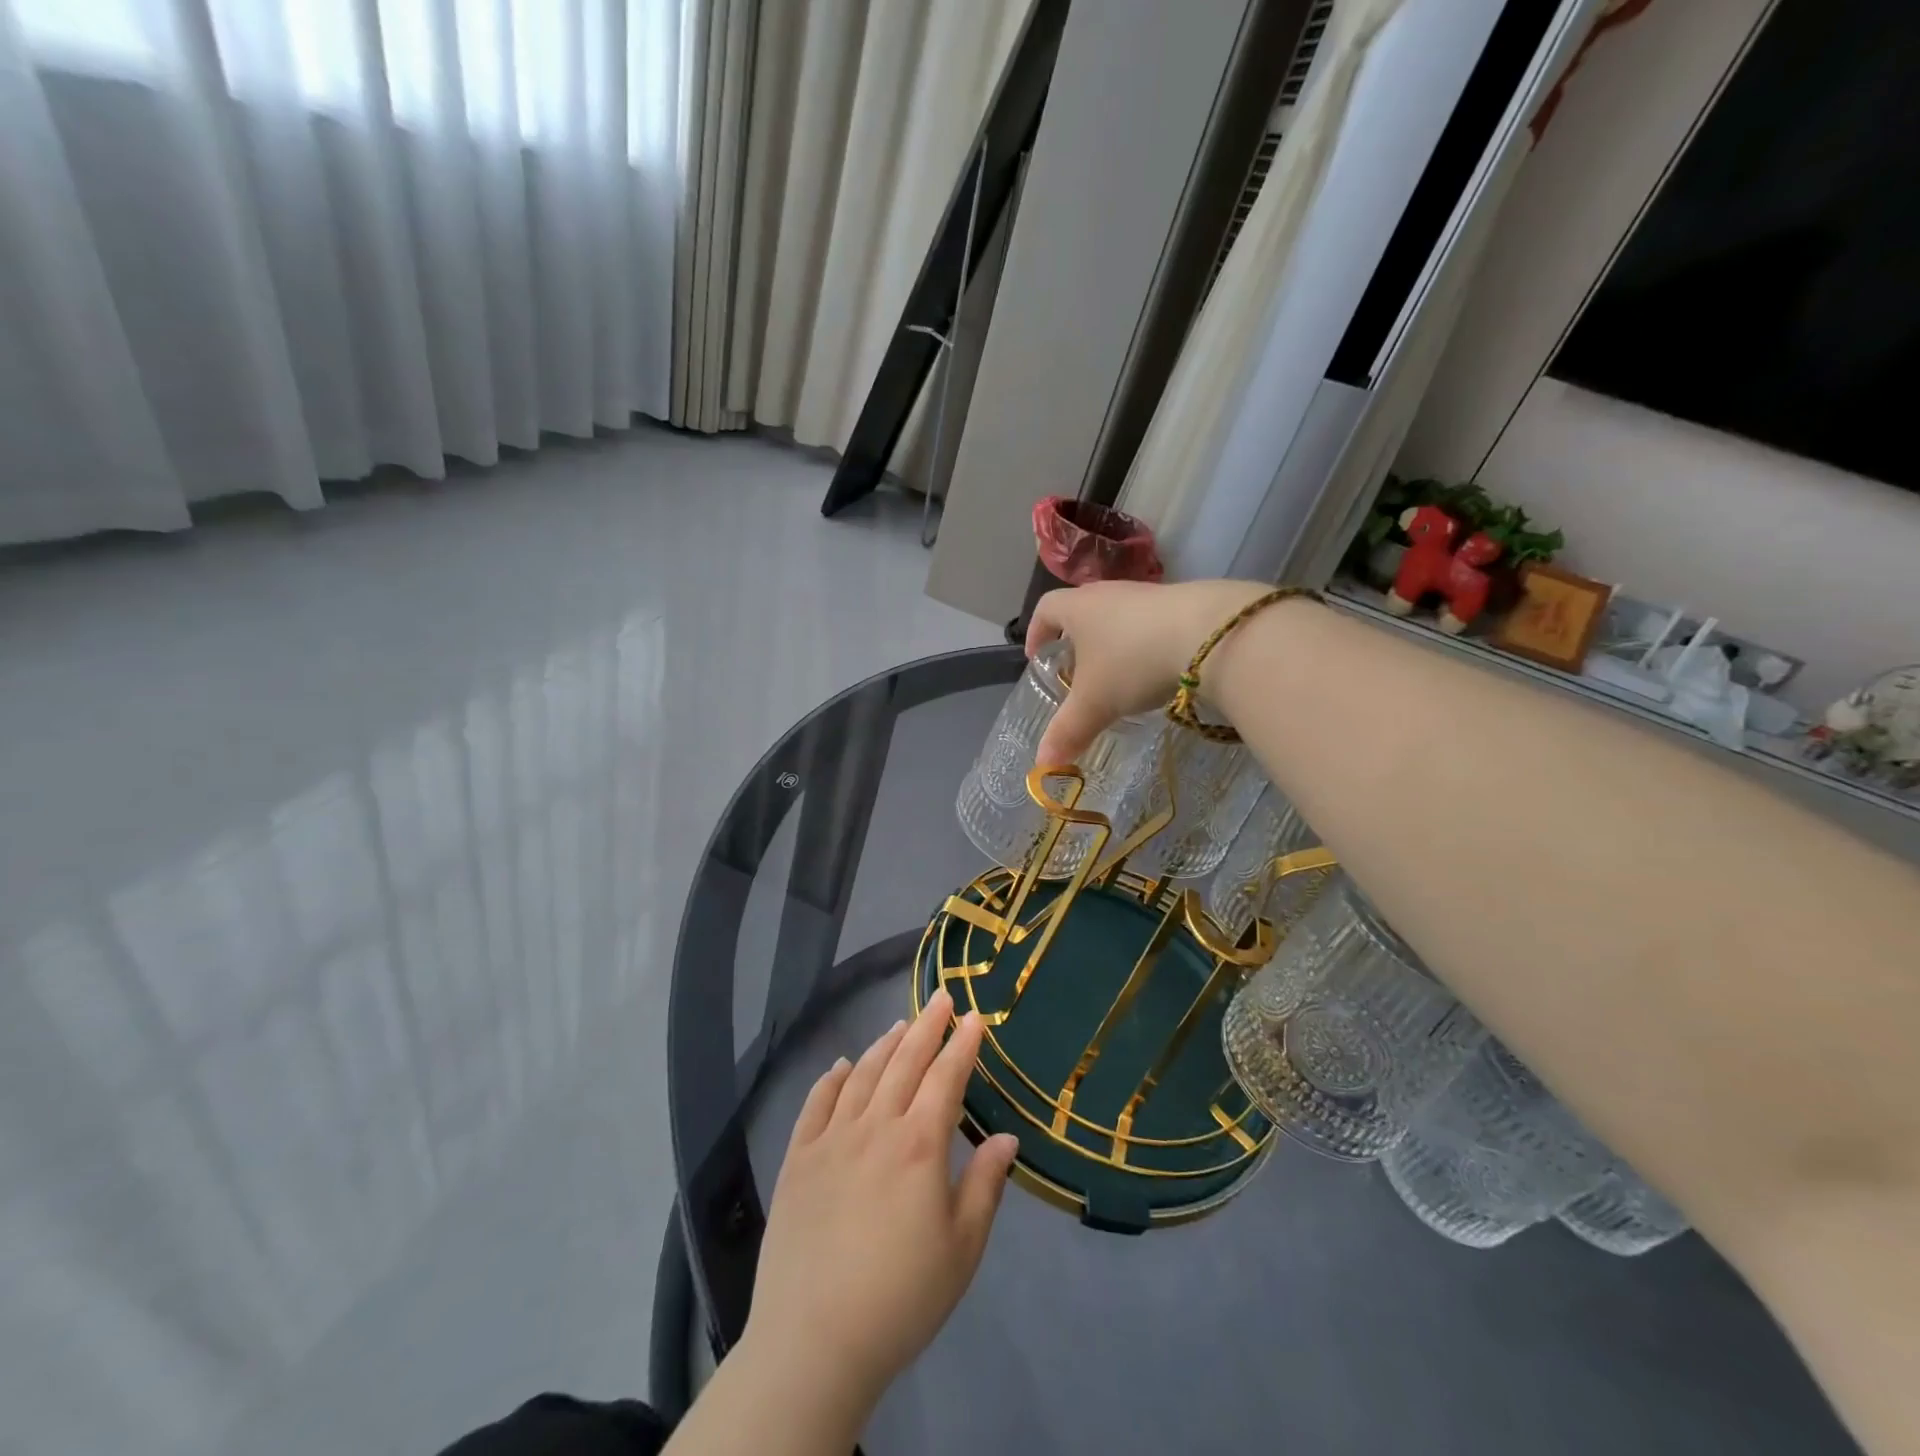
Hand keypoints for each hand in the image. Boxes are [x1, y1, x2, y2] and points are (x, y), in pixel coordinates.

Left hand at [740, 990, 1018, 1418]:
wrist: (814, 1340)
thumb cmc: (901, 1298)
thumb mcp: (961, 1249)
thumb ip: (985, 1186)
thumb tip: (1007, 1137)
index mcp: (919, 1145)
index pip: (946, 1077)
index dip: (963, 1044)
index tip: (974, 1016)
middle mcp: (875, 1126)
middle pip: (905, 1062)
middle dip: (927, 1026)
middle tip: (941, 997)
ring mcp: (831, 1138)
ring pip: (862, 1074)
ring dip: (884, 1045)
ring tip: (901, 1025)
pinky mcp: (797, 1158)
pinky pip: (816, 1103)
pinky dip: (831, 1078)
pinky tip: (841, 1064)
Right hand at [1025, 578, 1269, 764]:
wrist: (1209, 634)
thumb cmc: (1133, 662)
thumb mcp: (1095, 703)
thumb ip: (1068, 732)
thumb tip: (1043, 763)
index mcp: (1078, 608)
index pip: (1045, 610)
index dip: (1036, 632)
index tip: (1036, 658)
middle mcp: (1109, 593)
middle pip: (1082, 610)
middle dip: (1075, 641)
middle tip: (1076, 672)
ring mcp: (1147, 594)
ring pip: (1118, 617)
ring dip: (1112, 643)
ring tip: (1117, 676)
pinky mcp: (1181, 602)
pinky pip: (1150, 622)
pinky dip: (1144, 644)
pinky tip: (1155, 669)